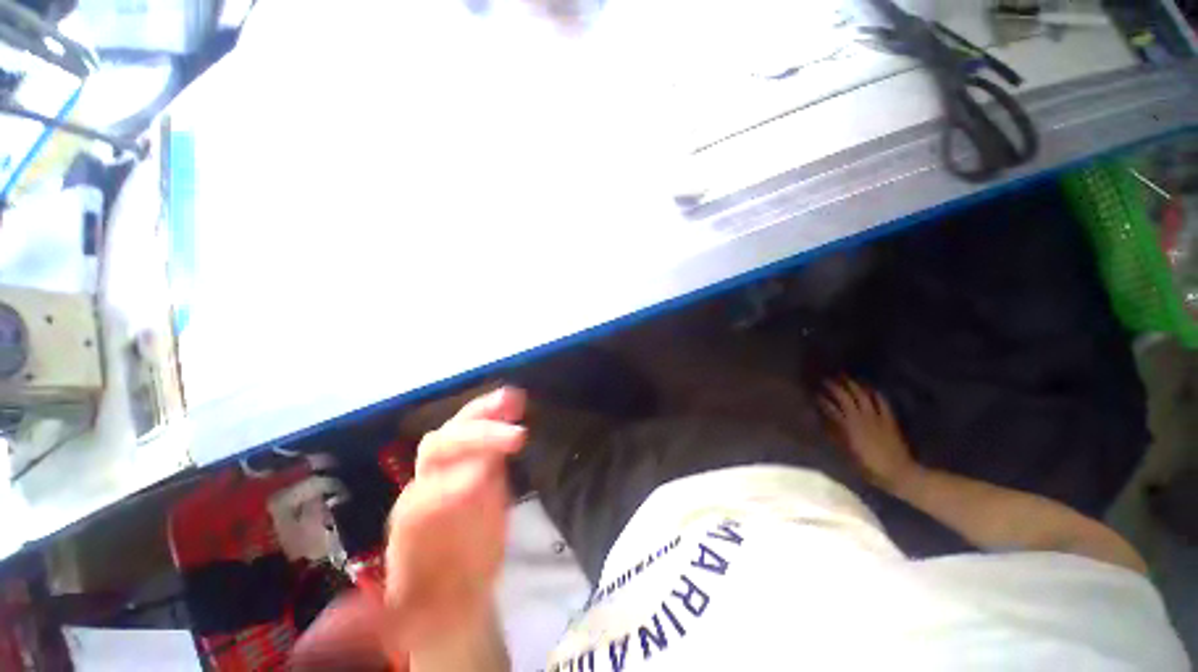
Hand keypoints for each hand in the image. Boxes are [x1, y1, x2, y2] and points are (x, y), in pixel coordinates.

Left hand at [384, 387, 526, 649]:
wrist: (451, 589)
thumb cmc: (436, 605)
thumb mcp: (420, 619)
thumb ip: (404, 613)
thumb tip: (370, 615)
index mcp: (411, 524)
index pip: (424, 495)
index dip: (452, 488)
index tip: (483, 482)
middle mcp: (428, 487)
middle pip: (440, 449)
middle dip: (476, 438)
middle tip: (515, 435)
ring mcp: (453, 470)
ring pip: (460, 431)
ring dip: (487, 413)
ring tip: (513, 398)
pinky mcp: (479, 463)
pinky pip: (485, 435)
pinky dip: (498, 415)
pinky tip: (515, 403)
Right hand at [819, 379, 922, 493]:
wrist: (898, 472)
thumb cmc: (868, 466)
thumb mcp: (847, 452)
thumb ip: (835, 433)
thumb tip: (823, 419)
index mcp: (848, 426)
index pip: (831, 407)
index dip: (822, 399)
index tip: (815, 393)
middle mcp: (861, 417)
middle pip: (846, 397)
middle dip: (835, 387)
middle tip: (827, 380)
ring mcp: (876, 417)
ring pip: (863, 396)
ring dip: (853, 386)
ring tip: (846, 379)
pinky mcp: (889, 420)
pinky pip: (882, 402)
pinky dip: (875, 394)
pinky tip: (871, 389)